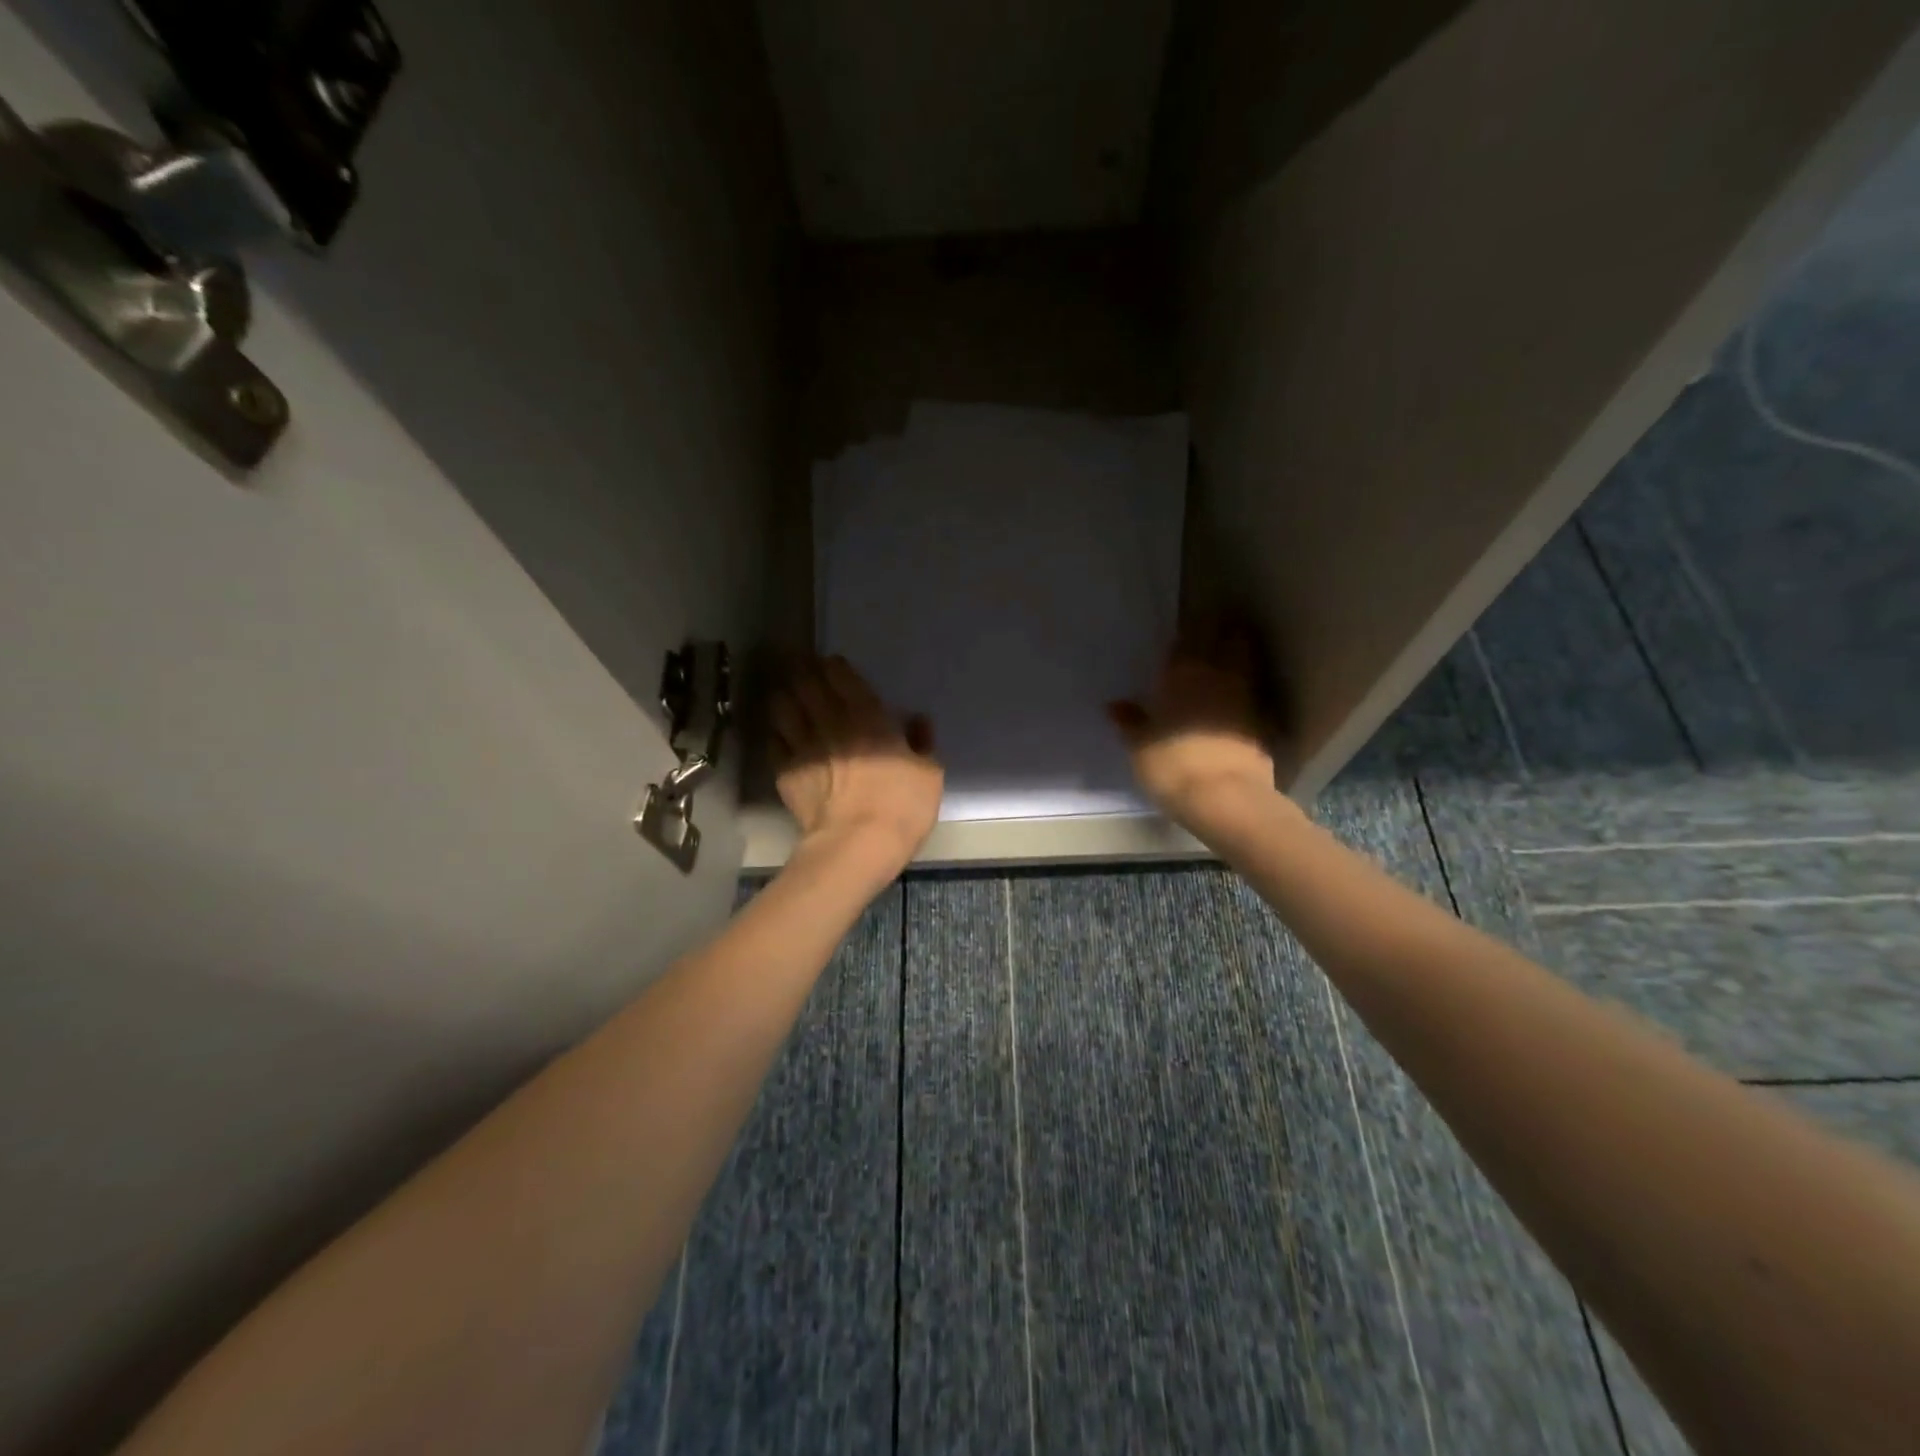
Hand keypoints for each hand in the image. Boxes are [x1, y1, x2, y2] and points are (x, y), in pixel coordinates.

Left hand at [771, 656, 942, 870]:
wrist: (856, 845)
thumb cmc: (901, 807)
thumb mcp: (929, 774)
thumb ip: (922, 742)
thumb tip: (918, 721)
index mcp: (868, 717)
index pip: (842, 676)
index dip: (834, 666)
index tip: (832, 664)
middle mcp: (830, 722)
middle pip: (807, 684)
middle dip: (805, 672)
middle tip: (805, 670)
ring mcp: (802, 746)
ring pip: (783, 707)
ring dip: (786, 697)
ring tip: (789, 696)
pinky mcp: (785, 772)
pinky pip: (774, 741)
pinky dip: (777, 733)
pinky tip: (781, 735)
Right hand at [1108, 628, 1278, 827]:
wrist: (1225, 797)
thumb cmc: (1171, 766)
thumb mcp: (1139, 747)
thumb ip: (1130, 722)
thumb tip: (1115, 705)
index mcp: (1181, 674)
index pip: (1187, 638)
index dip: (1189, 629)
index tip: (1187, 626)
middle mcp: (1217, 675)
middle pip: (1227, 638)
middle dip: (1222, 629)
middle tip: (1214, 626)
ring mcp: (1246, 695)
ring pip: (1246, 660)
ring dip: (1240, 652)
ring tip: (1230, 652)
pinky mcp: (1265, 720)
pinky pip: (1256, 691)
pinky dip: (1249, 687)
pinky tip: (1241, 695)